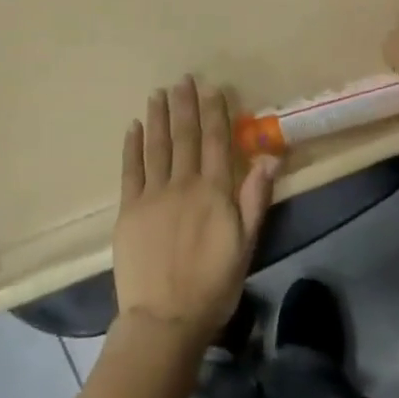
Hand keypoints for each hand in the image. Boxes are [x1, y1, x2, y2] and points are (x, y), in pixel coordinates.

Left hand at [113, 77, 279, 339]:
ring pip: (157, 147)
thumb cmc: (214, 285)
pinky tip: (134, 128)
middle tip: (182, 79)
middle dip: (185, 106)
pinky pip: (130, 170)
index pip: (216, 143)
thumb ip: (256, 198)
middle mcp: (182, 185)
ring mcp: (152, 196)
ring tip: (158, 93)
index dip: (215, 113)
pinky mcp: (128, 210)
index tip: (212, 88)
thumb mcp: (246, 244)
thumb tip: (270, 156)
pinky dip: (132, 147)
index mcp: (214, 193)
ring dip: (158, 118)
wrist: (165, 318)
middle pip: (185, 138)